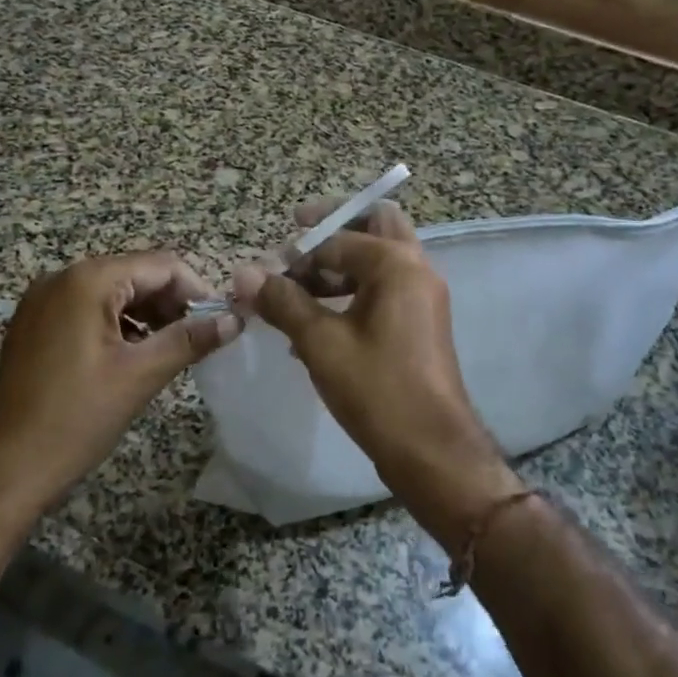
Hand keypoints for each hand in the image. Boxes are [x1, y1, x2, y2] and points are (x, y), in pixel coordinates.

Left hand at [0, 252, 241, 520]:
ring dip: (147, 313)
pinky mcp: (34, 323)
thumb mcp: (140, 376)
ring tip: (171, 349)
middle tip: (198, 338)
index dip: (196, 289)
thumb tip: (233, 320)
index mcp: (87, 280)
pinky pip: (87, 308)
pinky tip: (133, 354)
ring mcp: (42, 300)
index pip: (160, 265)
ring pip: (113, 291)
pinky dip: (117, 323)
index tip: (219, 322)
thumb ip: (189, 339)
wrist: (5, 471)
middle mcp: (61, 277)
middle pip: (136, 274)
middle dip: (171, 302)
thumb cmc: (75, 420)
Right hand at [236, 202, 521, 547]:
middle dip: (333, 227)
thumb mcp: (321, 343)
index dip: (297, 253)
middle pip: (374, 224)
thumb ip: (283, 302)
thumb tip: (244, 274)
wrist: (432, 452)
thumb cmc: (377, 390)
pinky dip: (352, 291)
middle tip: (297, 237)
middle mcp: (416, 269)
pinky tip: (315, 324)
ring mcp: (421, 297)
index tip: (266, 273)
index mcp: (396, 264)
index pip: (338, 238)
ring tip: (297, 289)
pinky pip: (383, 289)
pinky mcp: (418, 323)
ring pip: (378, 259)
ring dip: (339, 264)